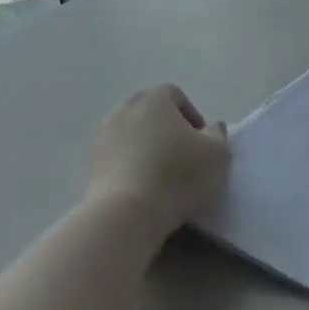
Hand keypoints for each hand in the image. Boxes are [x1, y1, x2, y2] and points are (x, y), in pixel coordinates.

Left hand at [84, 84, 230, 242]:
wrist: (126, 214)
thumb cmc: (178, 176)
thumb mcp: (217, 155)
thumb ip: (218, 135)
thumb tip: (212, 127)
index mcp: (155, 100)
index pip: (175, 95)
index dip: (192, 115)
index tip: (201, 142)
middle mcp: (125, 111)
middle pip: (148, 112)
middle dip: (166, 128)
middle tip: (181, 155)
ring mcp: (103, 138)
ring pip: (130, 135)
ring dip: (145, 148)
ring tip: (161, 175)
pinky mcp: (90, 166)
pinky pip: (116, 158)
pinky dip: (129, 167)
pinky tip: (142, 189)